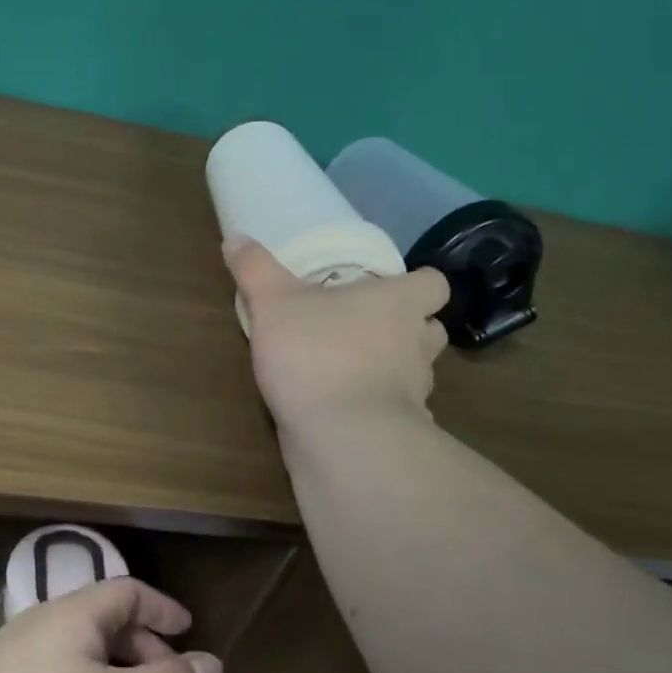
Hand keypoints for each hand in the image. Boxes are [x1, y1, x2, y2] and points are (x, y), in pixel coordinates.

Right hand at [223, 235, 449, 430]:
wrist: (340, 436)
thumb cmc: (315, 353)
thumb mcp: (273, 303)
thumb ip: (255, 269)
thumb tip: (236, 237)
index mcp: (398, 303)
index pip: (435, 285)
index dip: (418, 284)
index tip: (391, 289)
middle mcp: (416, 343)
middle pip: (430, 329)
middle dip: (407, 328)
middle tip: (368, 328)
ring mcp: (414, 391)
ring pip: (416, 372)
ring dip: (394, 369)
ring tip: (353, 369)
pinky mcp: (402, 430)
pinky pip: (397, 412)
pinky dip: (379, 409)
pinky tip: (346, 410)